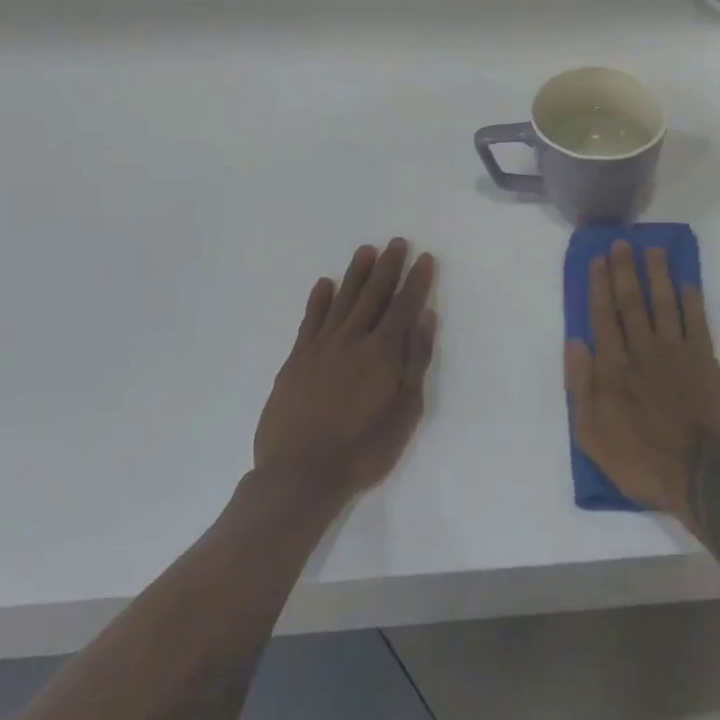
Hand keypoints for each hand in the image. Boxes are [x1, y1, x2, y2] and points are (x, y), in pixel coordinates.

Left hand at [255, 239, 436, 506]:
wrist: (300, 476)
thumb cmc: (363, 449)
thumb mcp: (405, 411)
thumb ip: (415, 361)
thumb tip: (424, 317)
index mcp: (382, 352)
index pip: (403, 306)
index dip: (416, 281)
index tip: (424, 258)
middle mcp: (352, 340)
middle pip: (373, 295)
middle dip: (388, 267)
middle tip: (396, 242)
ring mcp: (320, 348)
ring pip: (342, 301)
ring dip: (355, 274)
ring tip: (365, 251)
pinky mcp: (296, 361)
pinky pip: (310, 321)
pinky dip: (319, 300)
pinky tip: (324, 284)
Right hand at [565, 241, 719, 524]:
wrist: (704, 477)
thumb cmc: (642, 462)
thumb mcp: (593, 437)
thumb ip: (581, 387)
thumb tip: (575, 341)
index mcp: (614, 368)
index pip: (603, 316)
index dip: (599, 286)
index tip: (597, 259)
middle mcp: (644, 350)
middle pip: (631, 302)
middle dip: (625, 270)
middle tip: (621, 243)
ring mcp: (678, 352)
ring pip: (664, 303)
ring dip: (657, 274)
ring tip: (653, 250)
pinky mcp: (706, 360)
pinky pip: (697, 321)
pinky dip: (692, 300)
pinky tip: (686, 282)